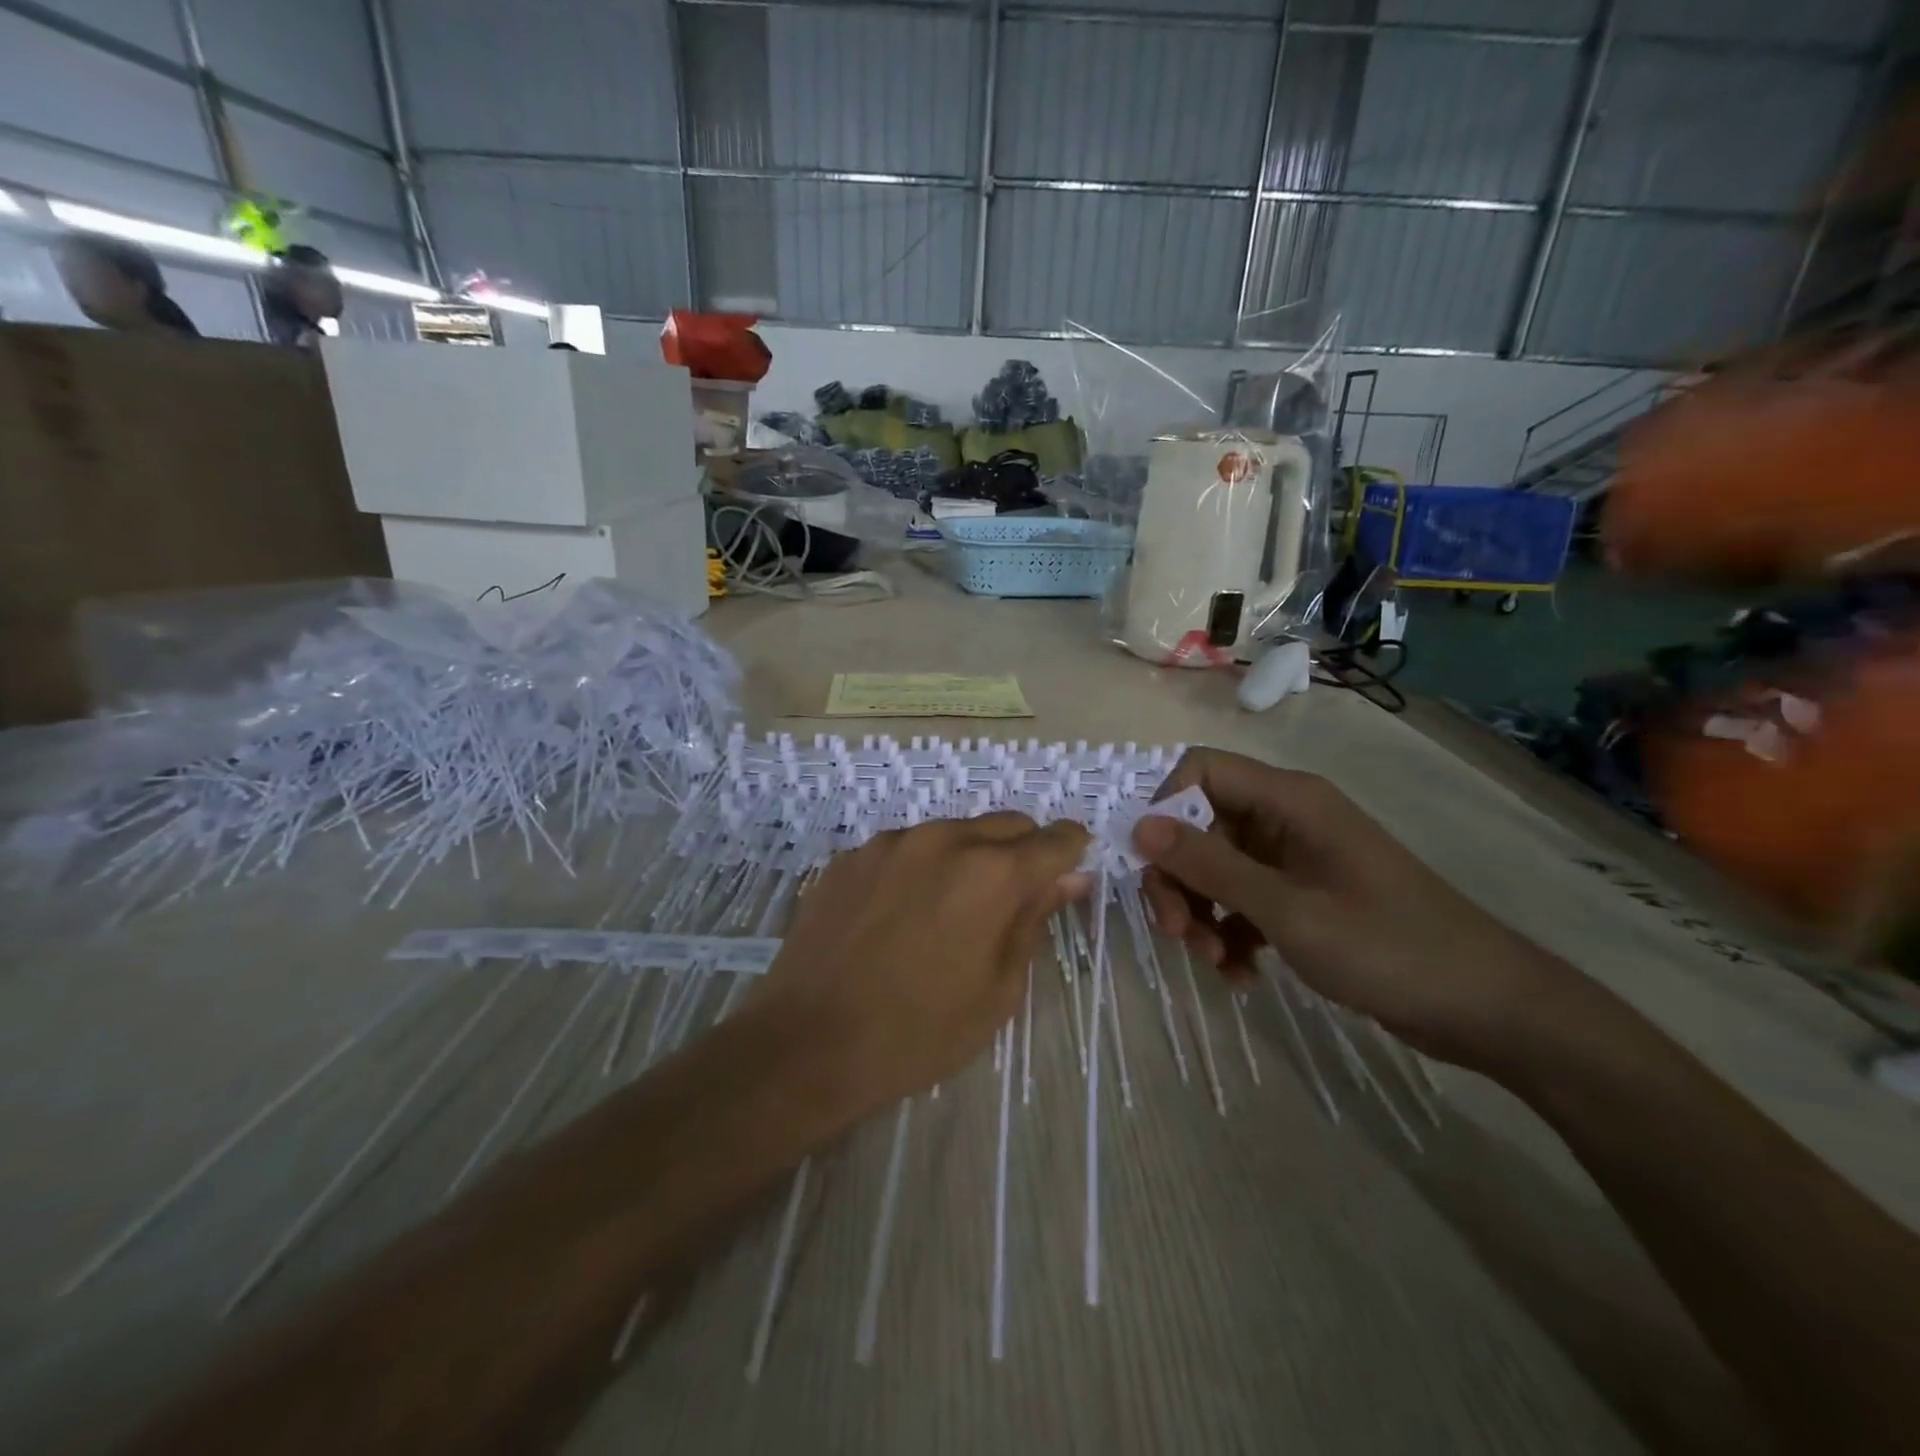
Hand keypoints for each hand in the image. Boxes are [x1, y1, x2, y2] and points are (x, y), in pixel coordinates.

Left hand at [753, 812, 1088, 1118]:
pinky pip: (904, 848)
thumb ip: (1035, 920)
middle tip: (1013, 901)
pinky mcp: (851, 856)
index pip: (1054, 840)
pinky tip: (899, 915)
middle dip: (1023, 852)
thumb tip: (1069, 878)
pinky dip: (919, 869)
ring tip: (948, 912)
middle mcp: (943, 840)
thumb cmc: (918, 1033)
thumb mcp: (997, 990)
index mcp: (991, 873)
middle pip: (1006, 825)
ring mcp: (890, 843)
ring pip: (953, 832)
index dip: (1071, 851)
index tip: (1072, 869)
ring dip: (968, 858)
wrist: (807, 1044)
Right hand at [1135, 748, 1566, 1063]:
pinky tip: (1241, 974)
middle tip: (1176, 934)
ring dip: (1202, 914)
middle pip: (1201, 825)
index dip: (1164, 809)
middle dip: (1180, 879)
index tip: (1148, 863)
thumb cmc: (1389, 947)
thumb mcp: (1287, 909)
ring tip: (1215, 963)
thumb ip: (1210, 866)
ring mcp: (1294, 859)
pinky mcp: (1303, 896)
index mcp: (1289, 800)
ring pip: (1217, 868)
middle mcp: (1286, 819)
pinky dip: (1232, 934)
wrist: (1487, 1009)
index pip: (1200, 771)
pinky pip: (1244, 901)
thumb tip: (1139, 826)